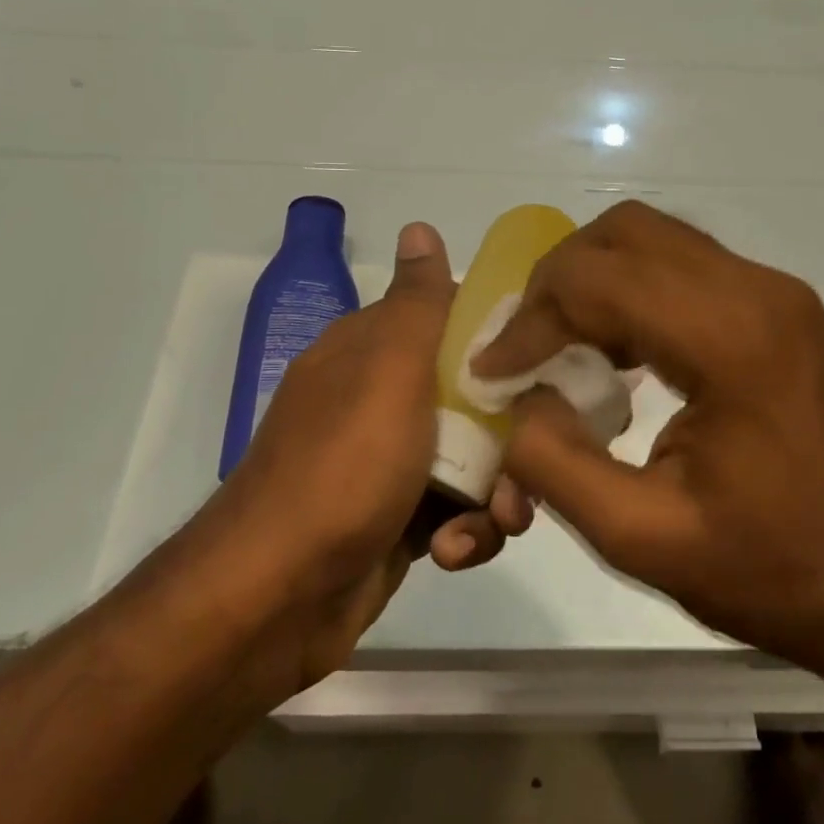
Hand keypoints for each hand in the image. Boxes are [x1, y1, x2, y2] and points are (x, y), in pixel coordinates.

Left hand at [202, 223, 534, 690]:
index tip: (544, 358)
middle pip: (472, 398)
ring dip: (495, 493)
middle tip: (531, 459)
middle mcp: (379, 402)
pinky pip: (456, 513)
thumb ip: (417, 304)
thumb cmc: (344, 468)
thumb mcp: (389, 371)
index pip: (449, 322)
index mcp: (370, 353)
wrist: (279, 597)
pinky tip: (452, 552)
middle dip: (510, 432)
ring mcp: (388, 465)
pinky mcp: (399, 522)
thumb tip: (420, 226)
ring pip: (473, 461)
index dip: (498, 337)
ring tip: (496, 521)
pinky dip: (464, 532)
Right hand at [471, 202, 823, 683]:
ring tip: (559, 352)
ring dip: (592, 283)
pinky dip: (631, 295)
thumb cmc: (779, 572)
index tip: (489, 375)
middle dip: (554, 282)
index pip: (594, 281)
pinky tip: (616, 359)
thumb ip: (555, 465)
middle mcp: (756, 290)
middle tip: (522, 348)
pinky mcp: (782, 313)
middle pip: (623, 233)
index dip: (526, 321)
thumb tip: (515, 404)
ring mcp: (776, 295)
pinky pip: (684, 270)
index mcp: (728, 337)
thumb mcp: (644, 539)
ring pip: (653, 241)